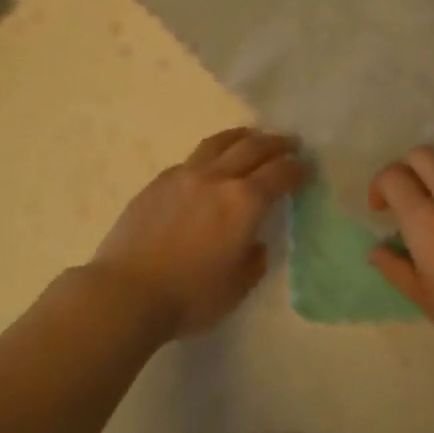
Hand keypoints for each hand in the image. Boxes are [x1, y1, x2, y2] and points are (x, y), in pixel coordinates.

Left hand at [92, 128, 308, 340]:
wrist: (127, 291)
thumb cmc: (189, 297)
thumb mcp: (235, 289)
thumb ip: (252, 262)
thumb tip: (253, 244)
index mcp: (243, 202)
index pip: (278, 174)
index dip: (296, 168)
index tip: (305, 166)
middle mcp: (216, 178)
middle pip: (251, 148)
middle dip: (275, 143)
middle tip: (289, 141)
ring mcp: (184, 175)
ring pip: (218, 143)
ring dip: (241, 136)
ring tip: (251, 135)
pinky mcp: (158, 181)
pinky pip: (192, 159)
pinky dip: (210, 155)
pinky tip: (209, 165)